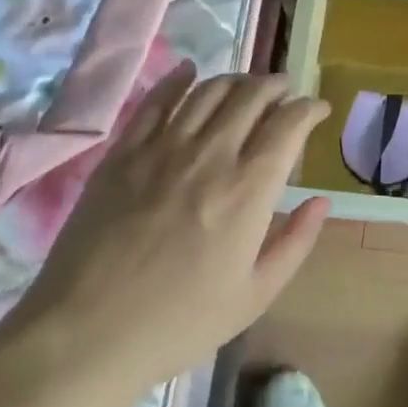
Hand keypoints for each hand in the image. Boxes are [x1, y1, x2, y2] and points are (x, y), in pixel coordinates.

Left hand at [11, 62, 331, 389]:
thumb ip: (296, 242)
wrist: (86, 334)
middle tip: (285, 92)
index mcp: (248, 190)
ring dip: (237, 79)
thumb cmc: (179, 322)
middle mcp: (210, 155)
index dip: (310, 108)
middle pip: (252, 95)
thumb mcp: (255, 295)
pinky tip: (189, 71)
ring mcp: (162, 148)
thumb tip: (321, 200)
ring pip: (208, 90)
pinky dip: (178, 79)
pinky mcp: (123, 152)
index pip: (289, 124)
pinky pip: (155, 100)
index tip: (318, 109)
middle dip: (277, 85)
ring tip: (246, 86)